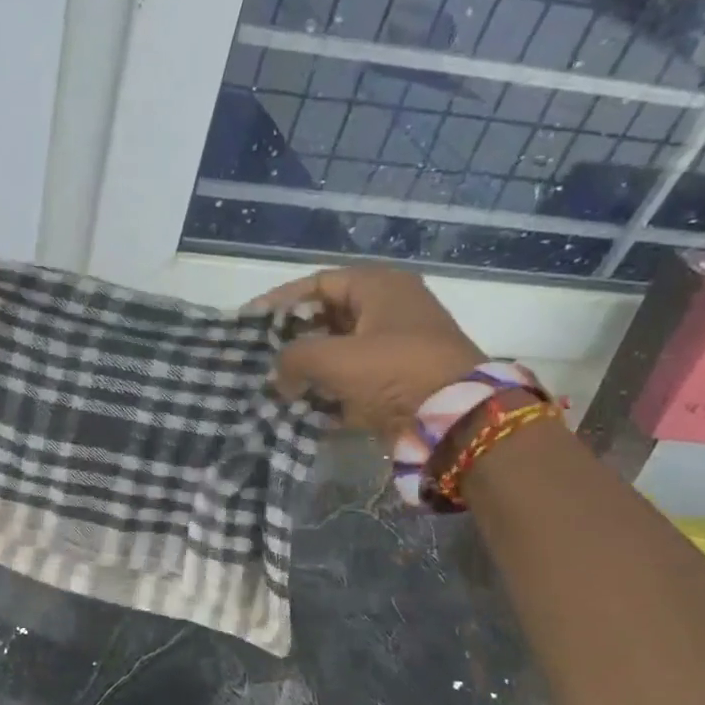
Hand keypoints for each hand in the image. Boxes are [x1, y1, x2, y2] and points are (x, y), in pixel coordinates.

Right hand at [253, 266, 484, 434]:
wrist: (455, 420)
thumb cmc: (394, 371)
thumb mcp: (334, 358)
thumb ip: (293, 358)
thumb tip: (279, 377)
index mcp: (379, 286)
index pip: (318, 284)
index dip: (280, 301)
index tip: (250, 321)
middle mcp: (389, 309)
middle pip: (327, 318)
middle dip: (293, 339)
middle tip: (260, 356)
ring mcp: (396, 347)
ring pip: (339, 351)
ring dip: (308, 369)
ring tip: (274, 384)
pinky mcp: (398, 382)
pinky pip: (353, 381)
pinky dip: (329, 392)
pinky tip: (300, 407)